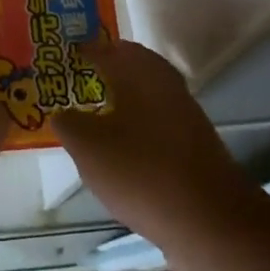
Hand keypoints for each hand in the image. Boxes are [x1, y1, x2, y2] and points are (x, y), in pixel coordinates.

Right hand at [52, 40, 265, 258]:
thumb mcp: (88, 148)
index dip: (81, 51)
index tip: (59, 58)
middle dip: (102, 72)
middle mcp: (166, 84)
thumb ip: (68, 123)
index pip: (105, 48)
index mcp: (140, 72)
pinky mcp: (192, 144)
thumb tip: (61, 112)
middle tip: (73, 84)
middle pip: (129, 66)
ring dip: (118, 99)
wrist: (210, 222)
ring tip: (89, 116)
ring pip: (143, 95)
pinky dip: (133, 125)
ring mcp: (184, 114)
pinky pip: (154, 121)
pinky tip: (117, 148)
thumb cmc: (141, 172)